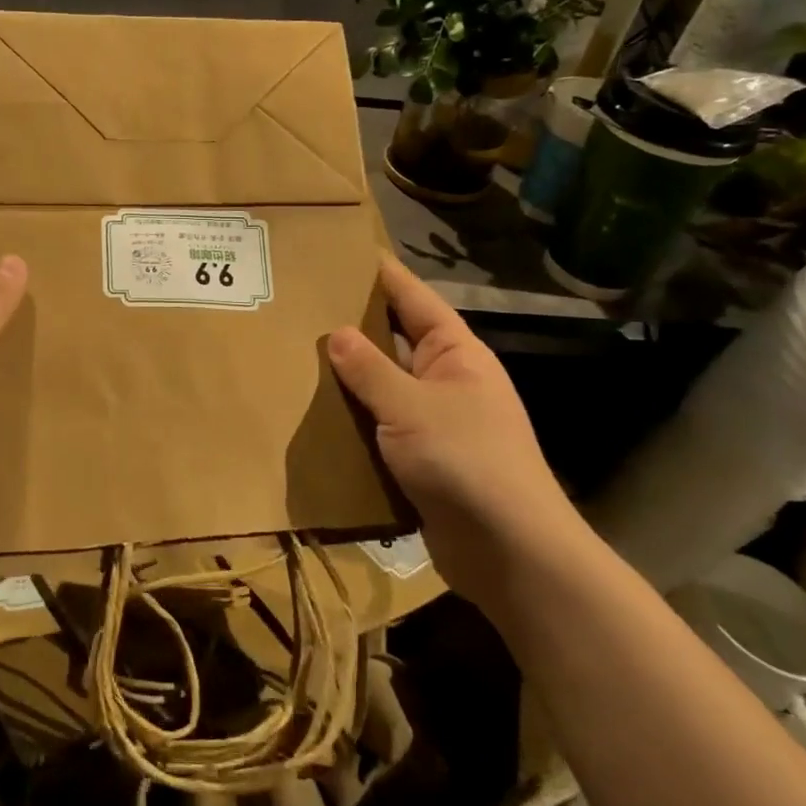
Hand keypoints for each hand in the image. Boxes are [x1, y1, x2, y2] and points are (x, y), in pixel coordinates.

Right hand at [328, 254, 579, 598]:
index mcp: (456, 354)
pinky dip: (353, 418)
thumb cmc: (466, 461)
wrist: (509, 553)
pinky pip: (380, 425)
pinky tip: (314, 411)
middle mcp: (447, 380)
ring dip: (349, 377)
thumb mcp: (411, 407)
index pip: (415, 299)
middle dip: (354, 325)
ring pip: (384, 386)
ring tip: (296, 353)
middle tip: (302, 304)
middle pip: (396, 341)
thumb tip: (337, 333)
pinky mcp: (420, 459)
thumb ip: (370, 370)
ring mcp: (435, 421)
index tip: (345, 252)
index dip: (383, 274)